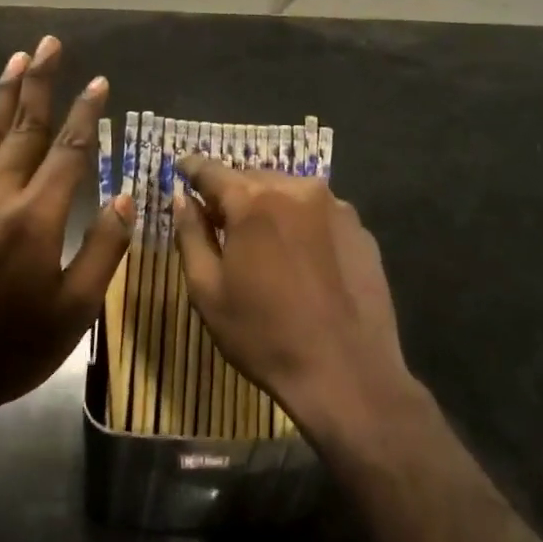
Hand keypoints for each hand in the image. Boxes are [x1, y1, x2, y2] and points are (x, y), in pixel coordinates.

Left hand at [0, 37, 132, 428]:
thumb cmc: (12, 348)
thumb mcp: (74, 310)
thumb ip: (103, 249)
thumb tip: (126, 197)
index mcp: (37, 217)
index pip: (70, 151)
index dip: (87, 113)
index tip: (98, 81)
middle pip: (26, 129)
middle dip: (42, 84)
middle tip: (50, 44)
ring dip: (4, 94)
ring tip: (17, 58)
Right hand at [173, 157, 418, 446]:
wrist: (348, 374)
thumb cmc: (265, 336)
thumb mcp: (208, 291)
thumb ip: (191, 235)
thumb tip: (182, 198)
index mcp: (254, 201)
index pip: (213, 171)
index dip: (193, 168)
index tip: (182, 167)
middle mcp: (297, 190)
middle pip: (253, 178)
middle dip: (233, 192)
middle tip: (218, 215)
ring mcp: (336, 207)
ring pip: (289, 192)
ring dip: (269, 204)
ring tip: (260, 237)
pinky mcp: (360, 230)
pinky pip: (319, 212)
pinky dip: (301, 222)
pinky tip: (300, 256)